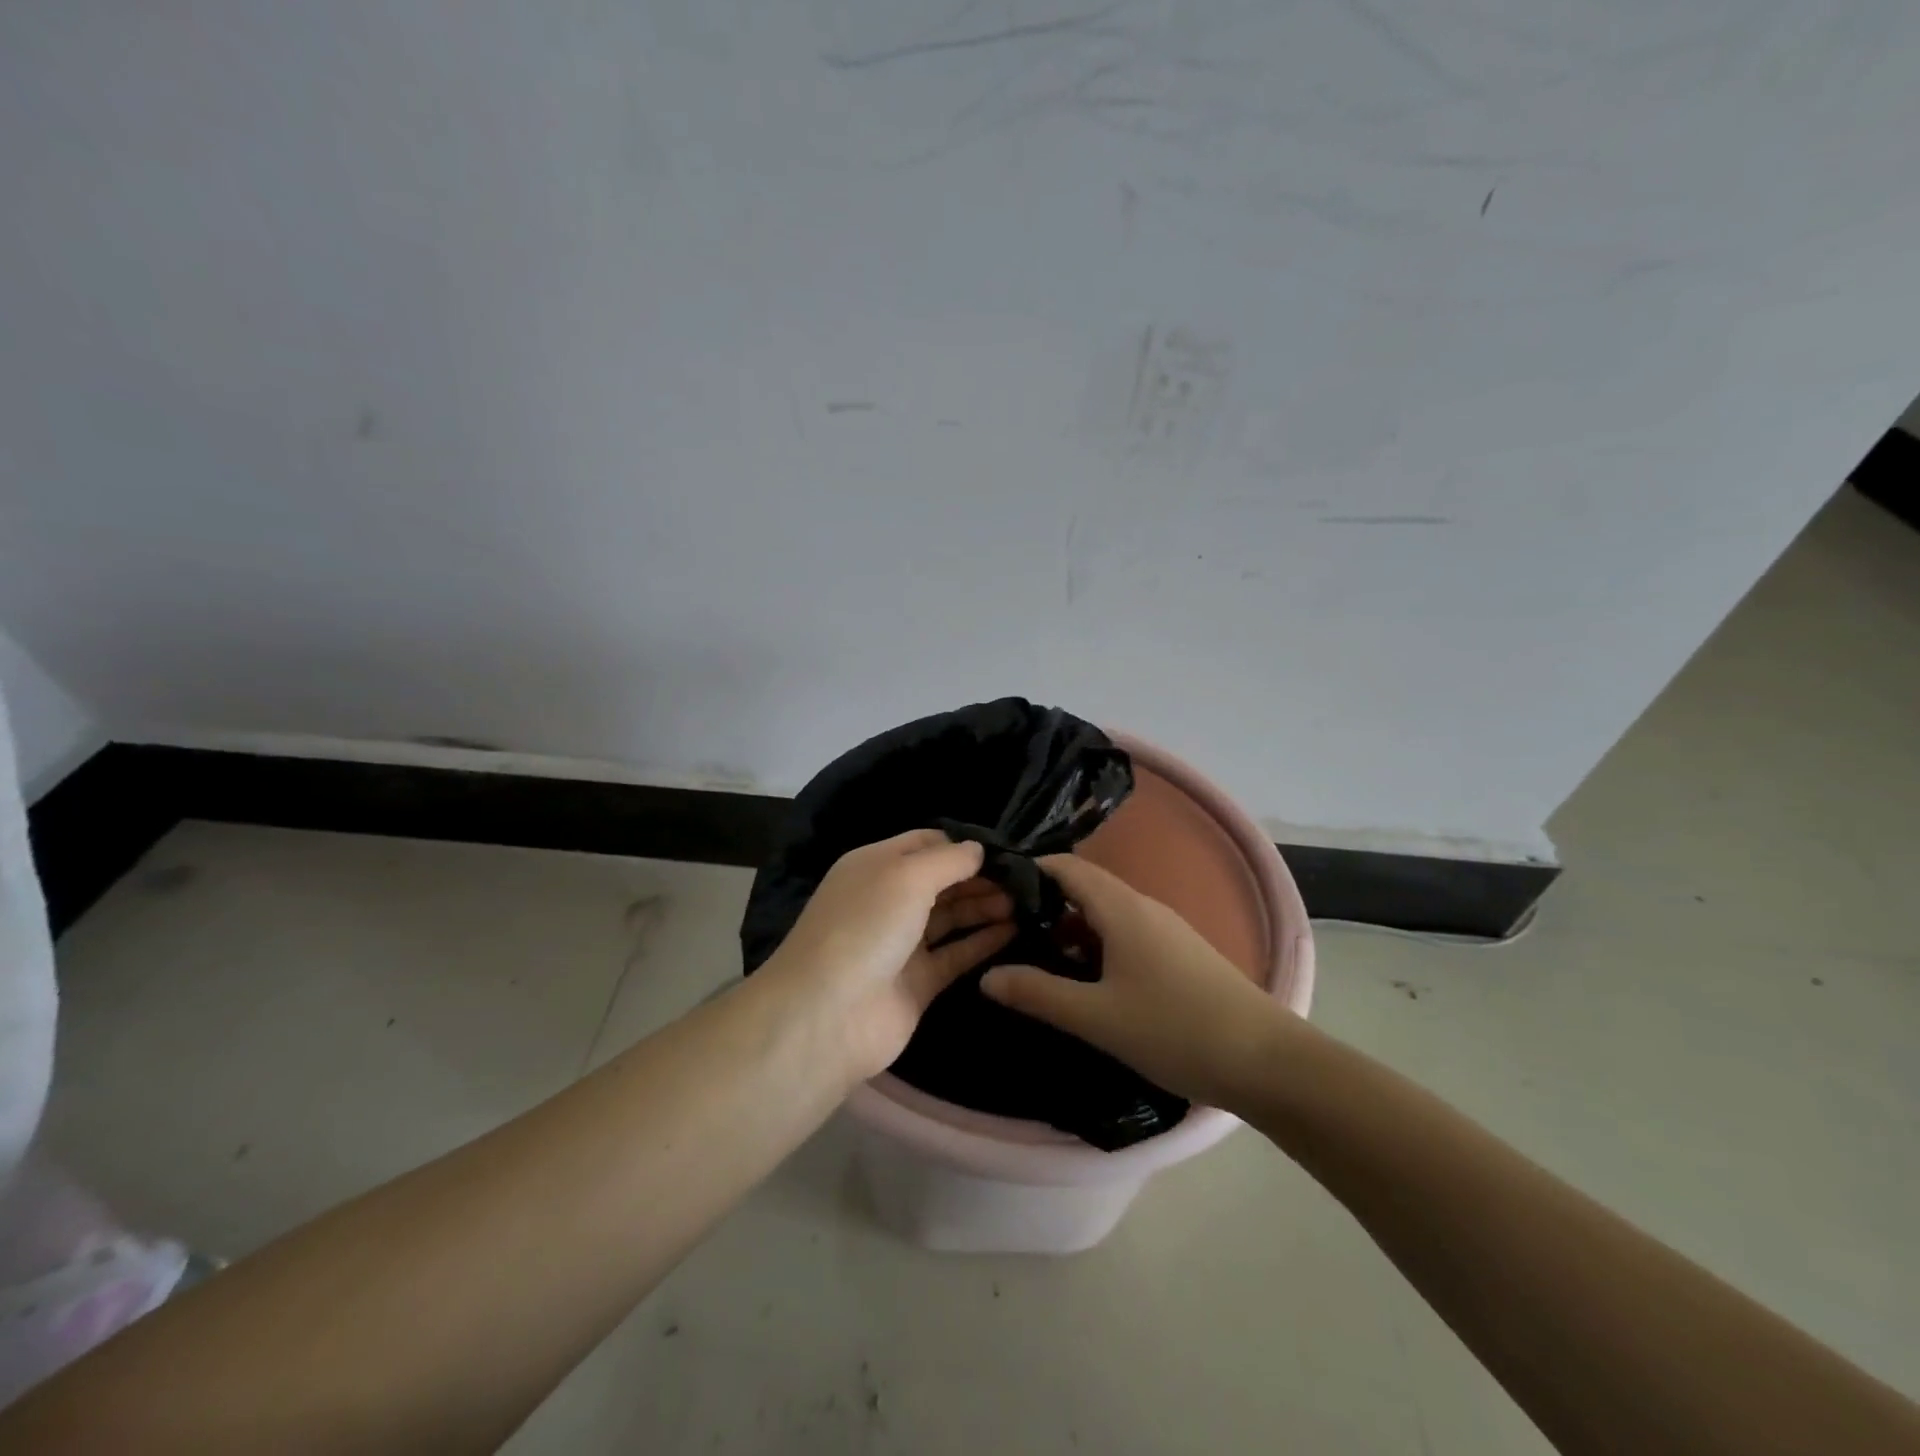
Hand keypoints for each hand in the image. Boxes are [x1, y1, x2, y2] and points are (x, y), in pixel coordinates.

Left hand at [760, 829, 1015, 1084]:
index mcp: (876, 865)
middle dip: (980, 877)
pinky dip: (983, 942)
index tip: (1006, 850)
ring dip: (985, 906)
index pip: (926, 843)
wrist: (829, 1015)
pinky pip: (956, 954)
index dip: (963, 844)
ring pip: (951, 917)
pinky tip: (1015, 930)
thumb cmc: (866, 927)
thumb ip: (949, 859)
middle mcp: (888, 900)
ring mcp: (902, 944)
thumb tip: (979, 849)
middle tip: (1025, 881)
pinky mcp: (918, 983)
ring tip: (1026, 902)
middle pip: (942, 880)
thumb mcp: (907, 876)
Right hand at [980, 854, 1289, 1110]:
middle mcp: (1144, 907)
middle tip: (1005, 930)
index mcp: (1122, 908)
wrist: (1268, 1061)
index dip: (1030, 871)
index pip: (1067, 867)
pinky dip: (1097, 946)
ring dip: (1070, 929)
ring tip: (1036, 957)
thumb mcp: (1097, 1016)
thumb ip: (1038, 993)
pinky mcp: (1180, 955)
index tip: (993, 891)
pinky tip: (1086, 980)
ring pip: (1106, 915)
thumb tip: (985, 976)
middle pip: (1085, 888)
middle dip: (1045, 904)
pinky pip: (1127, 935)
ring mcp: (1166, 931)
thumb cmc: (1175, 1029)